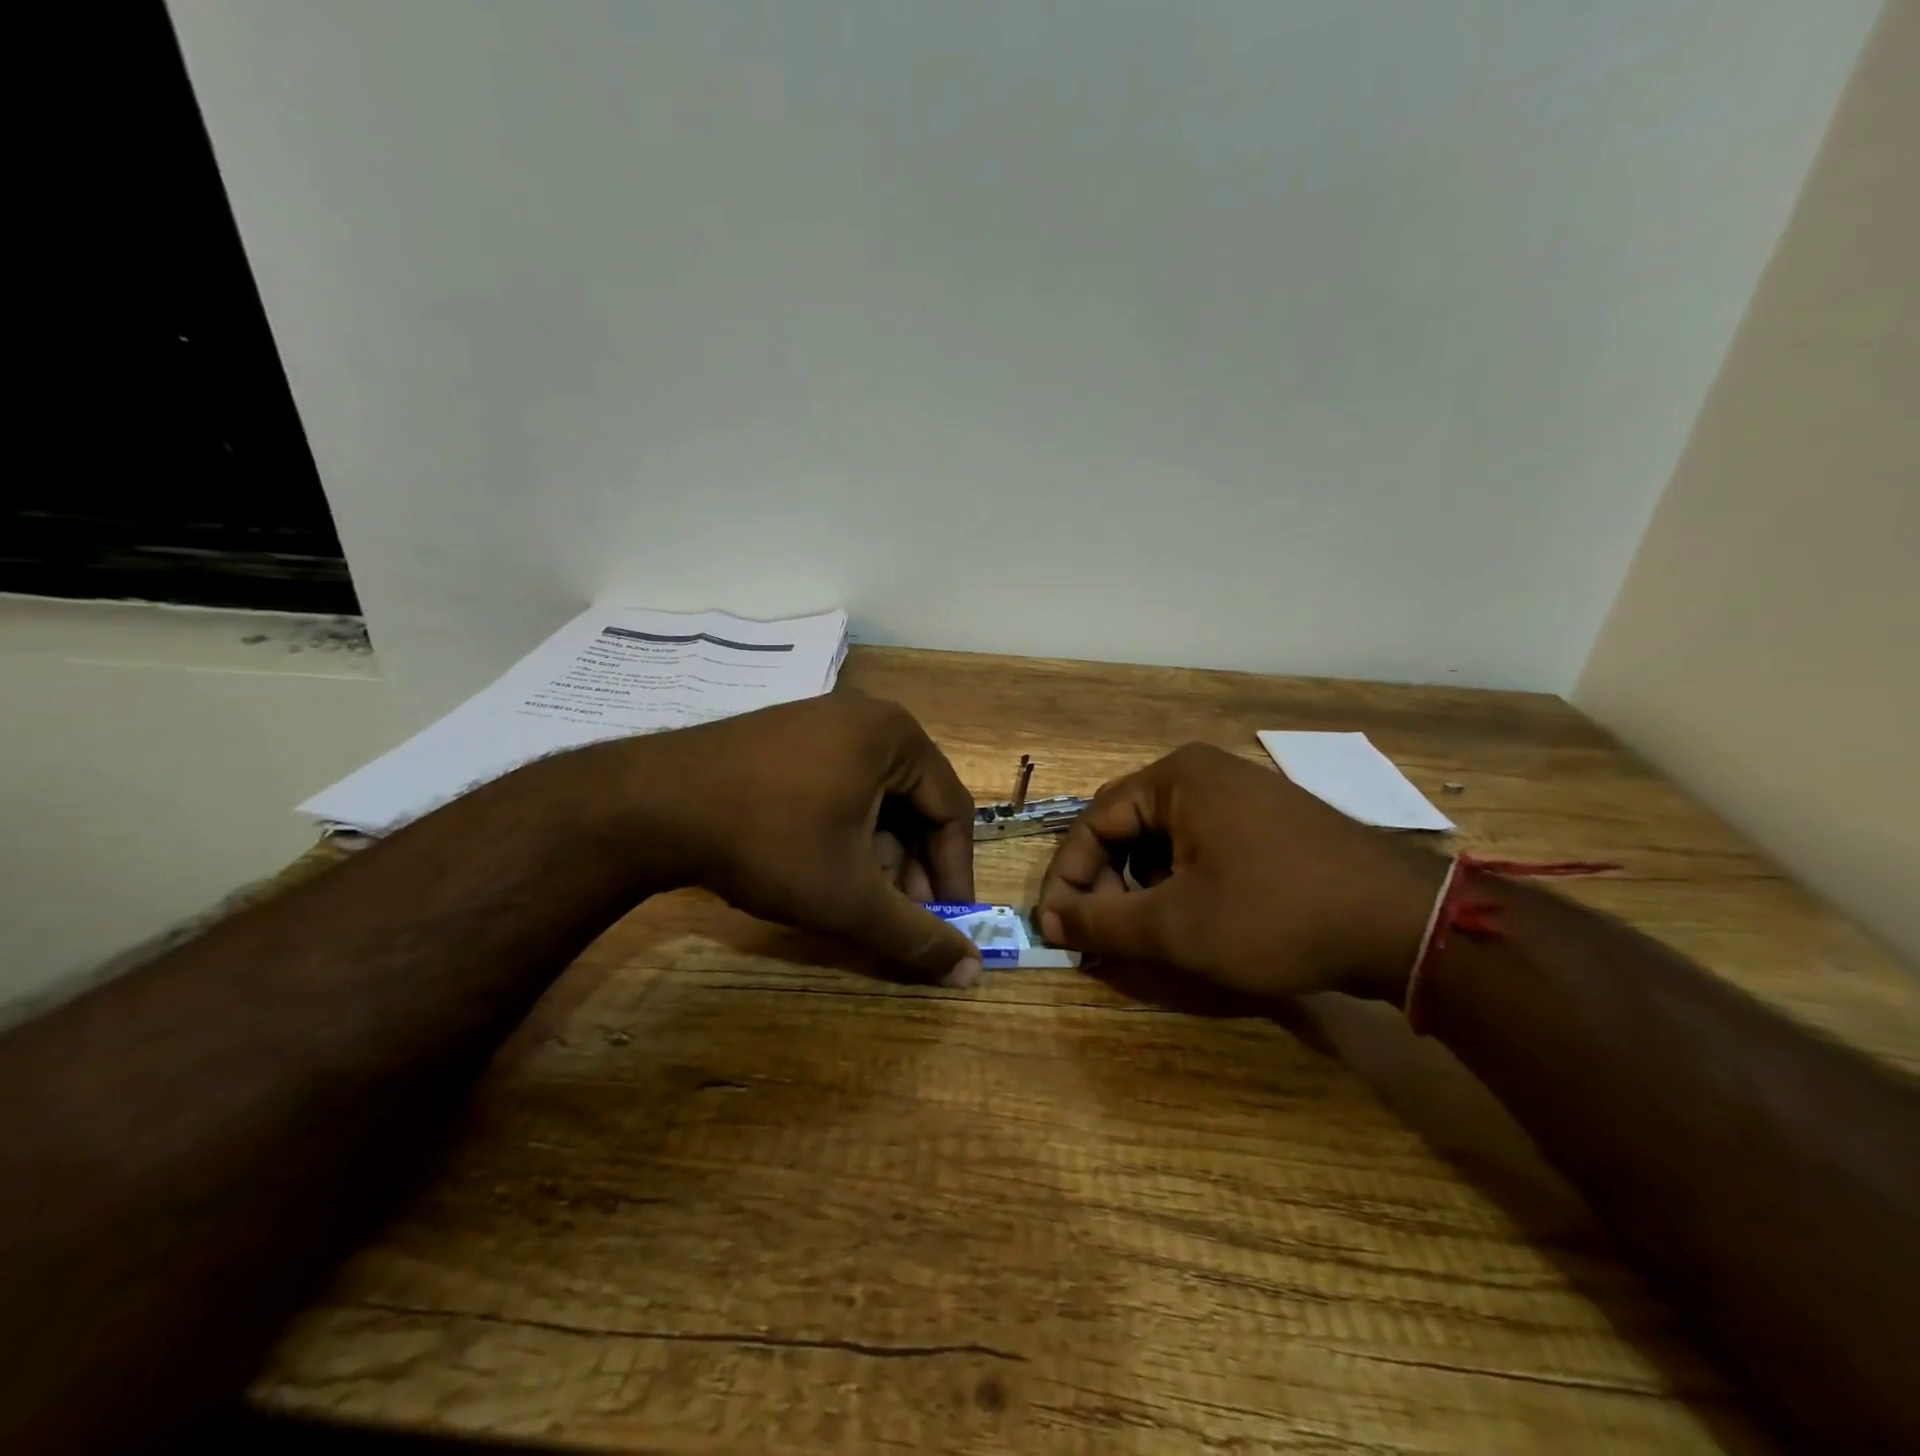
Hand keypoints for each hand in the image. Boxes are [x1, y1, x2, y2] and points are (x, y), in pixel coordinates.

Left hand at [638, 693, 983, 986]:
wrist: (650, 805)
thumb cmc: (768, 841)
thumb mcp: (848, 896)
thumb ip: (914, 936)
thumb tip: (972, 975)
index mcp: (896, 736)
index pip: (952, 810)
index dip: (955, 874)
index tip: (948, 924)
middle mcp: (866, 717)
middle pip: (913, 803)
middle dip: (912, 868)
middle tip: (901, 917)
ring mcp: (821, 721)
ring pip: (875, 798)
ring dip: (878, 855)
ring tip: (858, 900)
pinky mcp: (785, 738)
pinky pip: (839, 786)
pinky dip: (844, 832)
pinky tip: (822, 868)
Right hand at [1036, 743, 1444, 1001]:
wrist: (1405, 923)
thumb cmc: (1276, 915)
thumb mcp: (1176, 927)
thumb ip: (1102, 923)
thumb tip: (1049, 922)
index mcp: (1176, 778)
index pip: (1094, 823)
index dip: (1069, 878)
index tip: (1058, 929)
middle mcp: (1206, 773)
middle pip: (1129, 828)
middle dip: (1109, 884)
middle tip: (1106, 935)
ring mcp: (1244, 794)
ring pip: (1166, 841)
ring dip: (1145, 887)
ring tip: (1155, 933)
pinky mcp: (1271, 821)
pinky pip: (1203, 845)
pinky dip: (1184, 882)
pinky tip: (1200, 919)